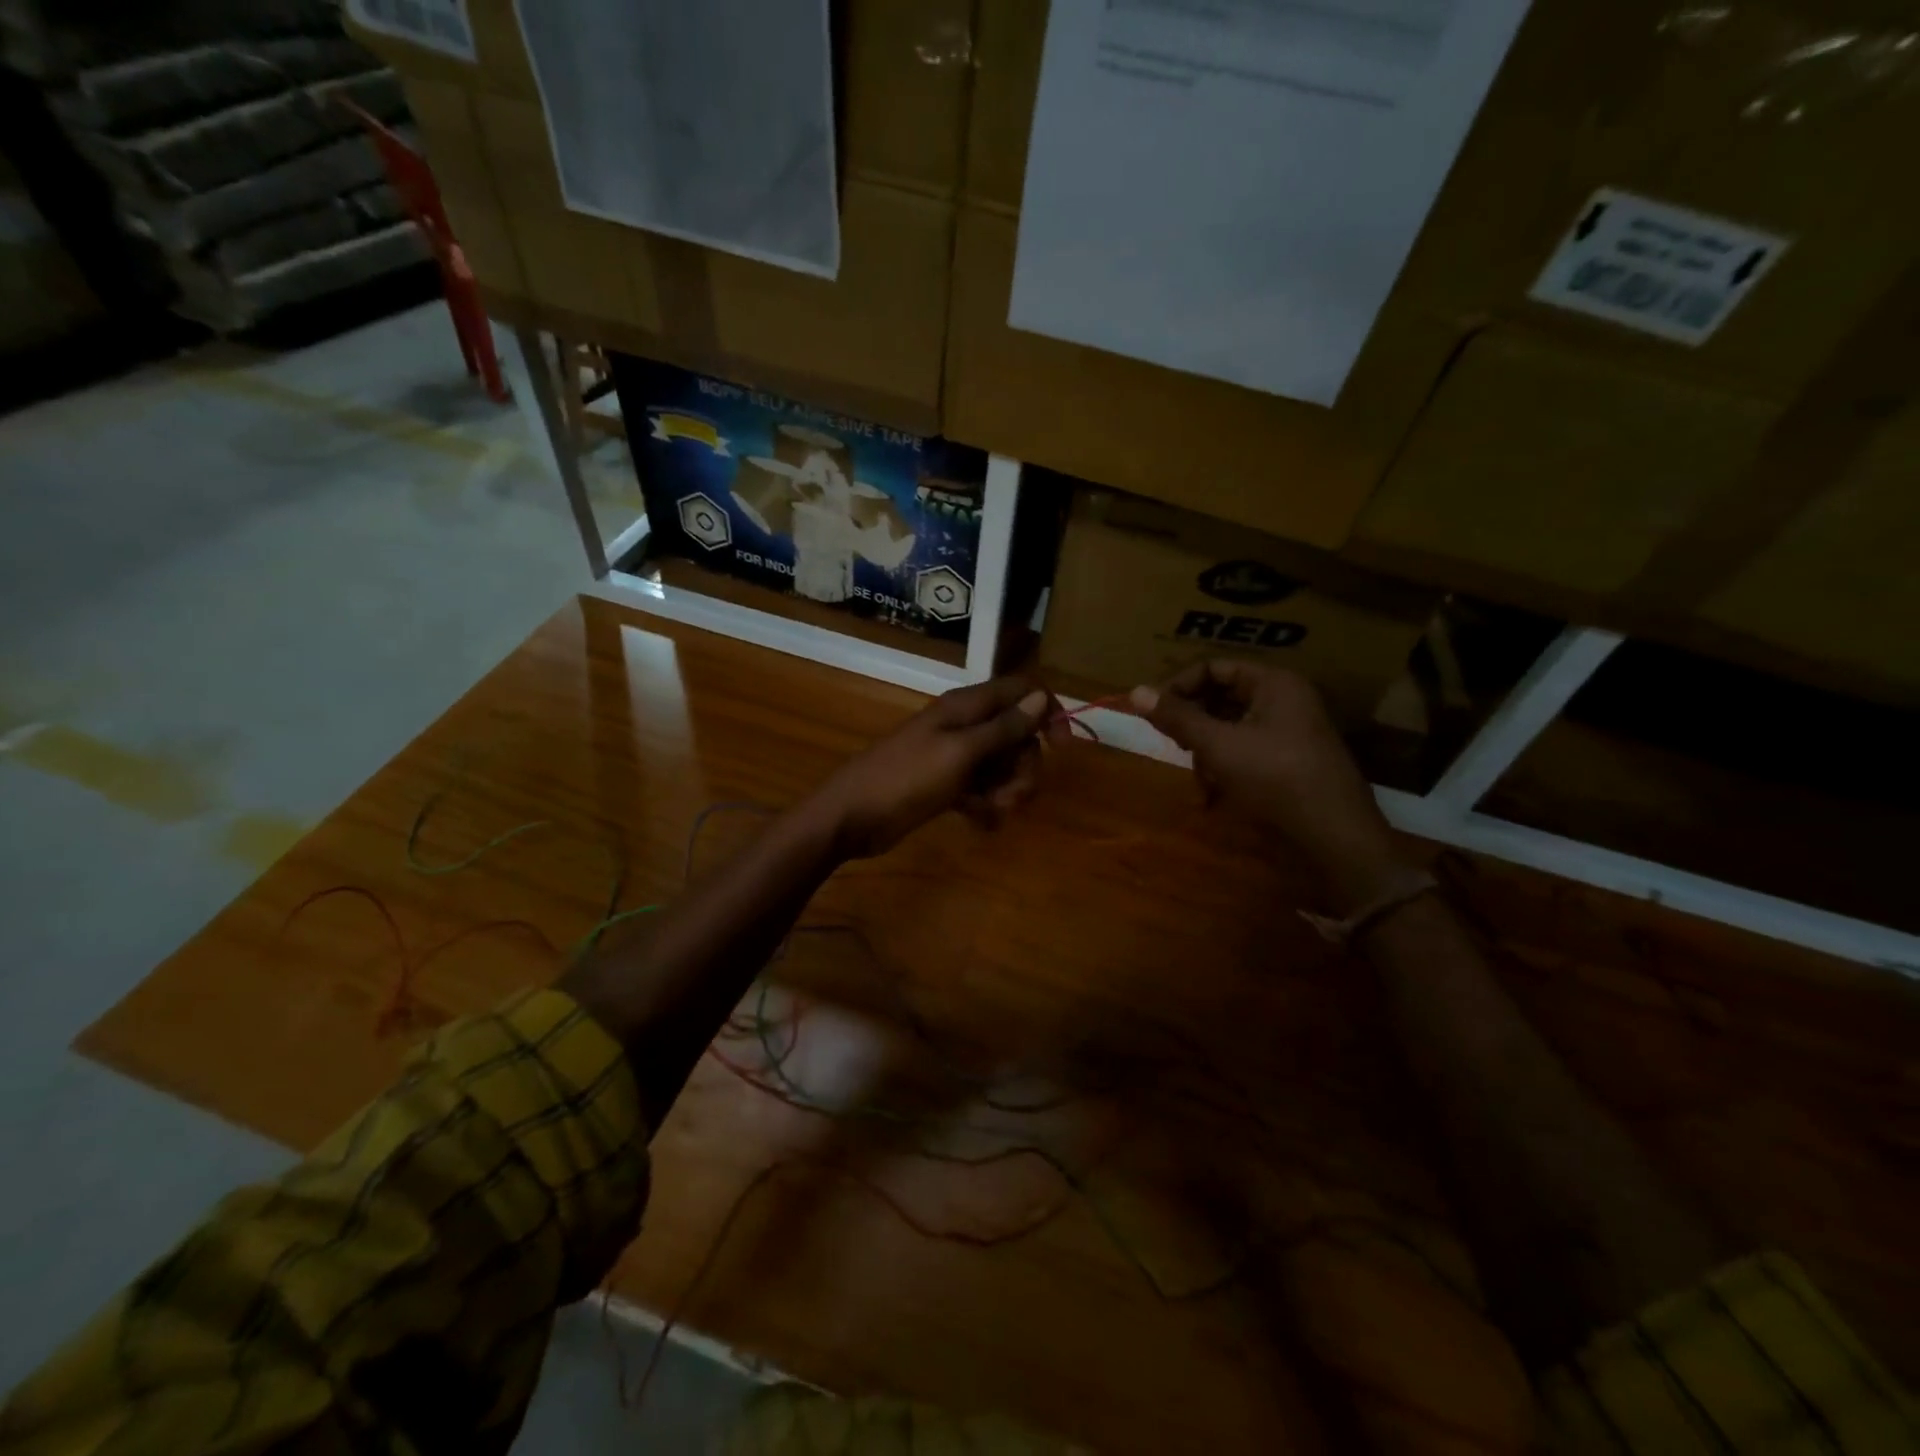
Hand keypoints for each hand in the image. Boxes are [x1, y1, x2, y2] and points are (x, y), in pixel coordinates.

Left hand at [813, 677, 1063, 858]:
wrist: (852, 816)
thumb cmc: (906, 779)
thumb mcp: (961, 752)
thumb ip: (1003, 727)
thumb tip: (1042, 696)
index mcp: (967, 706)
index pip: (1022, 690)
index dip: (1047, 713)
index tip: (1061, 747)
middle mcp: (965, 725)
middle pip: (1018, 735)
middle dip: (1024, 766)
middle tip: (1013, 795)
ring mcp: (956, 756)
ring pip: (1003, 765)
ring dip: (1007, 790)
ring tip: (991, 811)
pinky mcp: (947, 784)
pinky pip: (983, 788)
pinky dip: (986, 804)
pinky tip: (978, 821)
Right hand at [1130, 661, 1405, 913]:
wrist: (1335, 836)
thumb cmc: (1275, 779)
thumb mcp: (1218, 746)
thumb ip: (1177, 718)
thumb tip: (1135, 691)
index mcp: (1273, 683)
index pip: (1213, 667)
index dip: (1178, 686)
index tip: (1153, 713)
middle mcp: (1283, 699)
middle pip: (1220, 697)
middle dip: (1193, 724)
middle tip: (1175, 746)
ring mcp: (1287, 731)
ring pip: (1228, 728)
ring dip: (1206, 751)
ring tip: (1202, 780)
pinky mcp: (1286, 761)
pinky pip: (1243, 751)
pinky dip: (1224, 768)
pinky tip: (1215, 795)